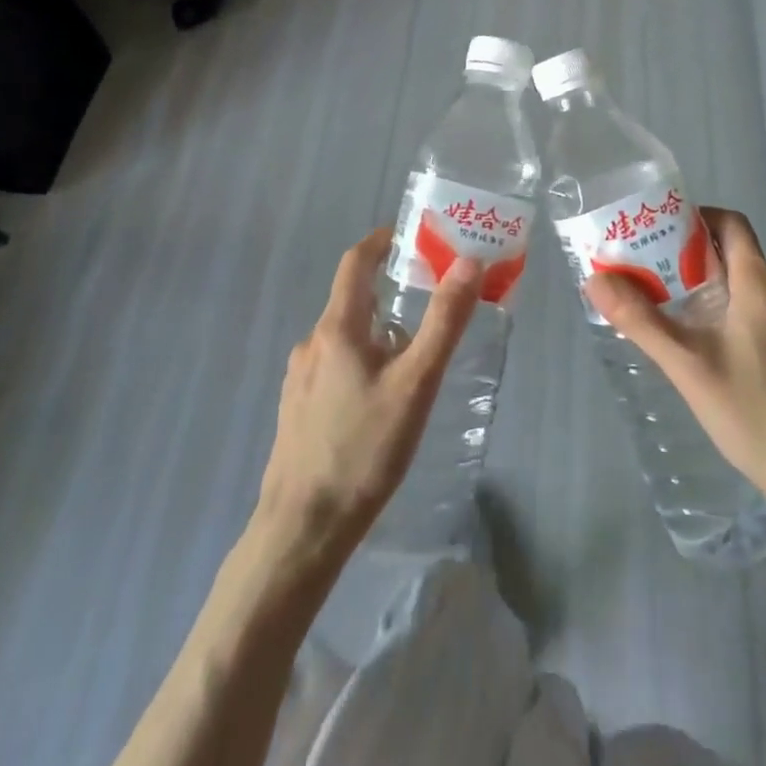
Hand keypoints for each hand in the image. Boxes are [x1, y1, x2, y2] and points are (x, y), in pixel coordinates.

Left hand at [252, 228, 482, 567]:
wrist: (302, 529)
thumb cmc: (364, 449)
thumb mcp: (416, 383)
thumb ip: (443, 322)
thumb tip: (468, 263)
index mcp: (337, 328)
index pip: (355, 262)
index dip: (380, 242)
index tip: (409, 236)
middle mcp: (312, 343)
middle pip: (351, 299)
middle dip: (388, 289)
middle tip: (428, 297)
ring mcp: (299, 378)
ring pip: (343, 336)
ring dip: (376, 329)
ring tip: (412, 352)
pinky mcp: (296, 409)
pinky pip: (333, 365)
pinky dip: (360, 359)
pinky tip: (380, 396)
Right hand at [585, 207, 765, 518]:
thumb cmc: (754, 414)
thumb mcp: (687, 367)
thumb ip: (640, 320)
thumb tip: (596, 280)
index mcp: (761, 286)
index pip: (731, 224)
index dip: (698, 219)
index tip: (665, 236)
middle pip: (741, 258)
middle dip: (699, 264)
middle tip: (662, 285)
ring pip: (758, 294)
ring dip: (724, 298)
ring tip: (690, 329)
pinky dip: (749, 324)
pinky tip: (731, 364)